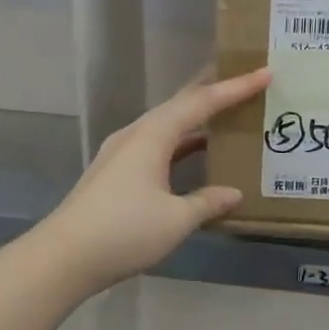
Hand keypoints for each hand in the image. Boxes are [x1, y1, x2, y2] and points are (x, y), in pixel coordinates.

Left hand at [43, 67, 272, 294]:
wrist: (63, 257)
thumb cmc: (124, 231)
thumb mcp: (175, 219)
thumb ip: (207, 202)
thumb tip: (233, 193)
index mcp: (153, 135)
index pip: (201, 102)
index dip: (235, 88)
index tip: (265, 72)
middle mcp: (136, 134)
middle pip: (181, 105)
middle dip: (213, 94)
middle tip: (245, 83)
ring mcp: (121, 153)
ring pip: (167, 126)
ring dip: (197, 122)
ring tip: (227, 118)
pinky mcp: (114, 172)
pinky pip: (157, 146)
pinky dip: (181, 145)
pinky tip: (195, 157)